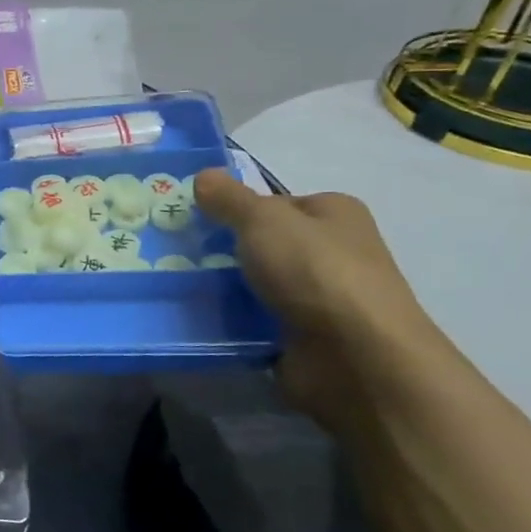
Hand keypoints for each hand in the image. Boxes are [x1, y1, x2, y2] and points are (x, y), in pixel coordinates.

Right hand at [193, 168, 445, 425]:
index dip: (235, 208)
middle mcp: (332, 251)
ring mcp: (320, 296)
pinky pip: (255, 319)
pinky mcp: (305, 335)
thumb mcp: (263, 220)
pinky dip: (230, 319)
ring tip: (175, 284)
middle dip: (223, 248)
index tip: (194, 219)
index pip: (275, 203)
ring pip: (256, 282)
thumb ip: (229, 198)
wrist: (355, 356)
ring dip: (222, 286)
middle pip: (264, 243)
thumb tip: (203, 175)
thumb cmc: (315, 272)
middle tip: (177, 251)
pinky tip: (198, 317)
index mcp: (334, 214)